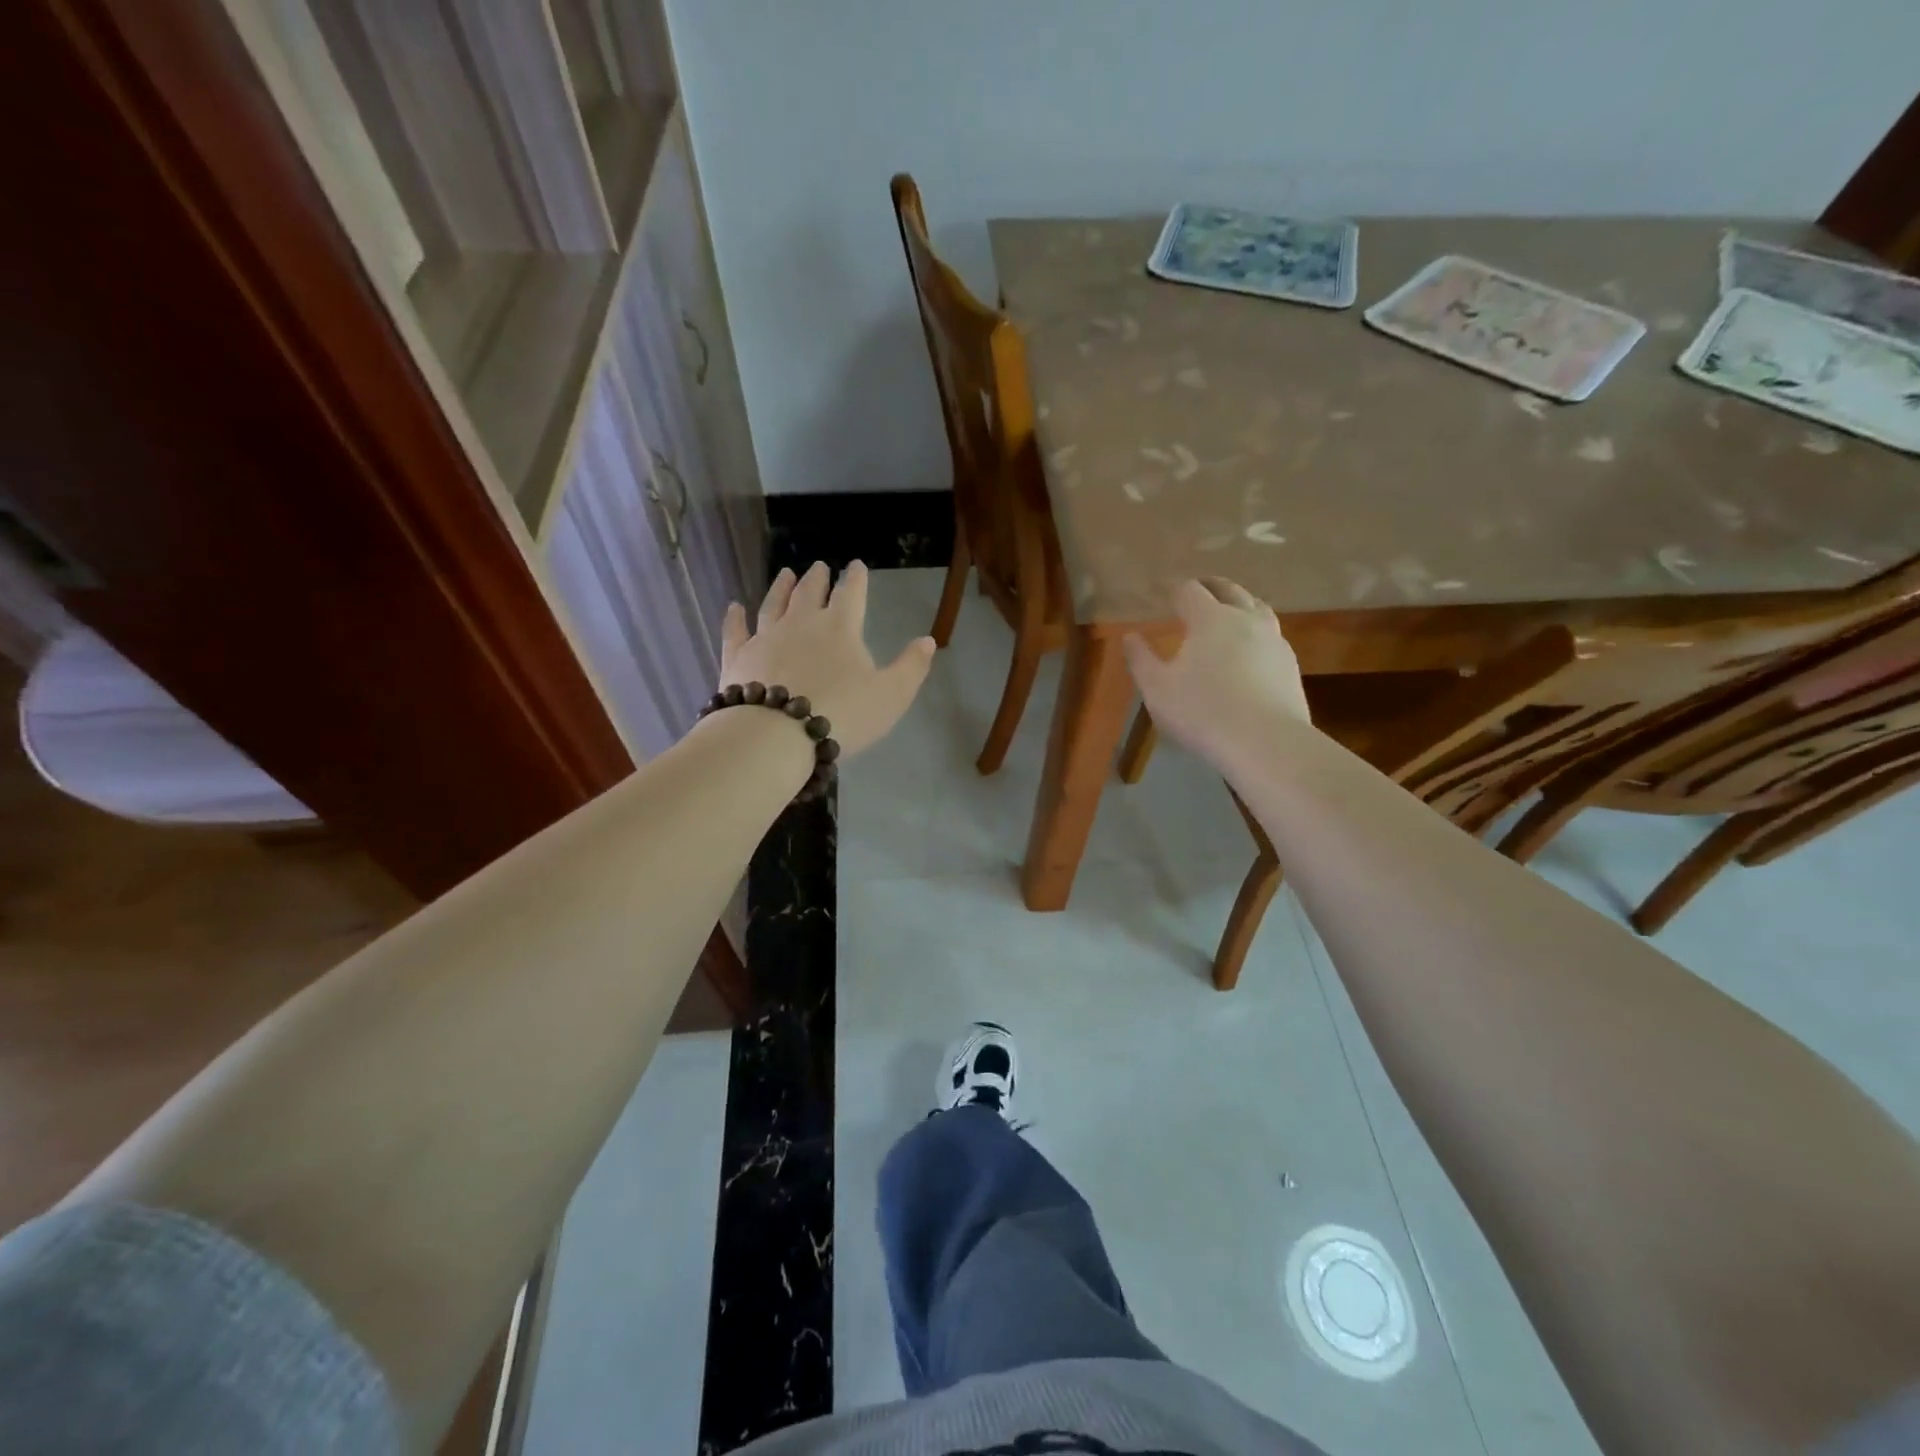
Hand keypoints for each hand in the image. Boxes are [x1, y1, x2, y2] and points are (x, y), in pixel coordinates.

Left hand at [720, 561, 934, 758]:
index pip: (851, 594)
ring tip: (785, 574)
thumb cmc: (842, 714)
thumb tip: (928, 640)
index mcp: (841, 628)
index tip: (856, 565)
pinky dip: (735, 618)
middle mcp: (802, 623)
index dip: (855, 578)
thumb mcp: (891, 695)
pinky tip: (734, 607)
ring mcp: (766, 637)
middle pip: (810, 593)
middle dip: (817, 578)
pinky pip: (736, 631)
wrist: (776, 735)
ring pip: (774, 604)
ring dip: (781, 588)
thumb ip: (911, 667)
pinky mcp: (738, 657)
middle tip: (818, 566)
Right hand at [1122, 578, 1309, 766]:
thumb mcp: (1157, 689)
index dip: (1175, 588)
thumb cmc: (1202, 711)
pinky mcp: (1290, 665)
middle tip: (1199, 589)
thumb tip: (1130, 636)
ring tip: (1229, 612)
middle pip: (1230, 590)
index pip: (1190, 590)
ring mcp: (1274, 641)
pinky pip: (1271, 637)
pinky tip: (1250, 650)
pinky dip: (1256, 632)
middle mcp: (1246, 620)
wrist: (1265, 742)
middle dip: (1211, 586)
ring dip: (1240, 604)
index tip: (1165, 591)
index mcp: (1210, 619)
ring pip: (1258, 609)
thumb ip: (1141, 659)